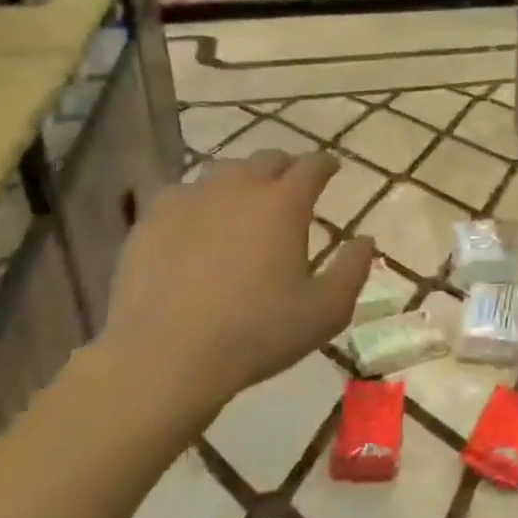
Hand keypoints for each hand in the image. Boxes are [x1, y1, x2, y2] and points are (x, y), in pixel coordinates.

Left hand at [97, 150, 374, 436]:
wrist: (163, 357)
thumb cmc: (256, 333)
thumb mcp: (326, 311)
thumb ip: (353, 270)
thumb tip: (366, 240)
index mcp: (284, 204)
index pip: (312, 166)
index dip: (326, 164)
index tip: (332, 168)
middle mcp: (239, 188)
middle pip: (267, 159)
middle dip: (286, 167)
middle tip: (292, 184)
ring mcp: (191, 199)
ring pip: (224, 171)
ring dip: (243, 180)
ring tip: (246, 201)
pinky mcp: (152, 219)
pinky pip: (183, 194)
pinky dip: (200, 200)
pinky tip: (198, 222)